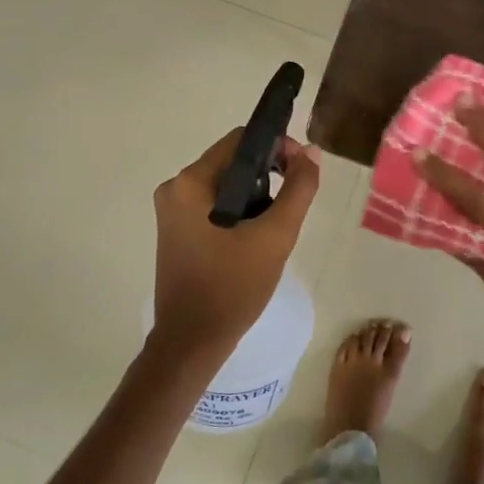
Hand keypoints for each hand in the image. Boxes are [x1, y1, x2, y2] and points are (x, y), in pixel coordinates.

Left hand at [151, 128, 320, 355]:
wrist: (193, 342)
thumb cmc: (233, 287)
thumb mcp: (275, 236)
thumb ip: (298, 189)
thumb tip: (310, 152)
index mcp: (190, 183)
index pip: (240, 140)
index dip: (277, 146)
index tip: (301, 170)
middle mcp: (174, 188)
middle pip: (232, 161)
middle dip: (268, 174)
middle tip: (294, 201)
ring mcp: (172, 211)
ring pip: (226, 184)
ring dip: (256, 195)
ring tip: (277, 223)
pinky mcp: (177, 231)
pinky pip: (214, 205)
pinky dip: (240, 211)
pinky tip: (256, 236)